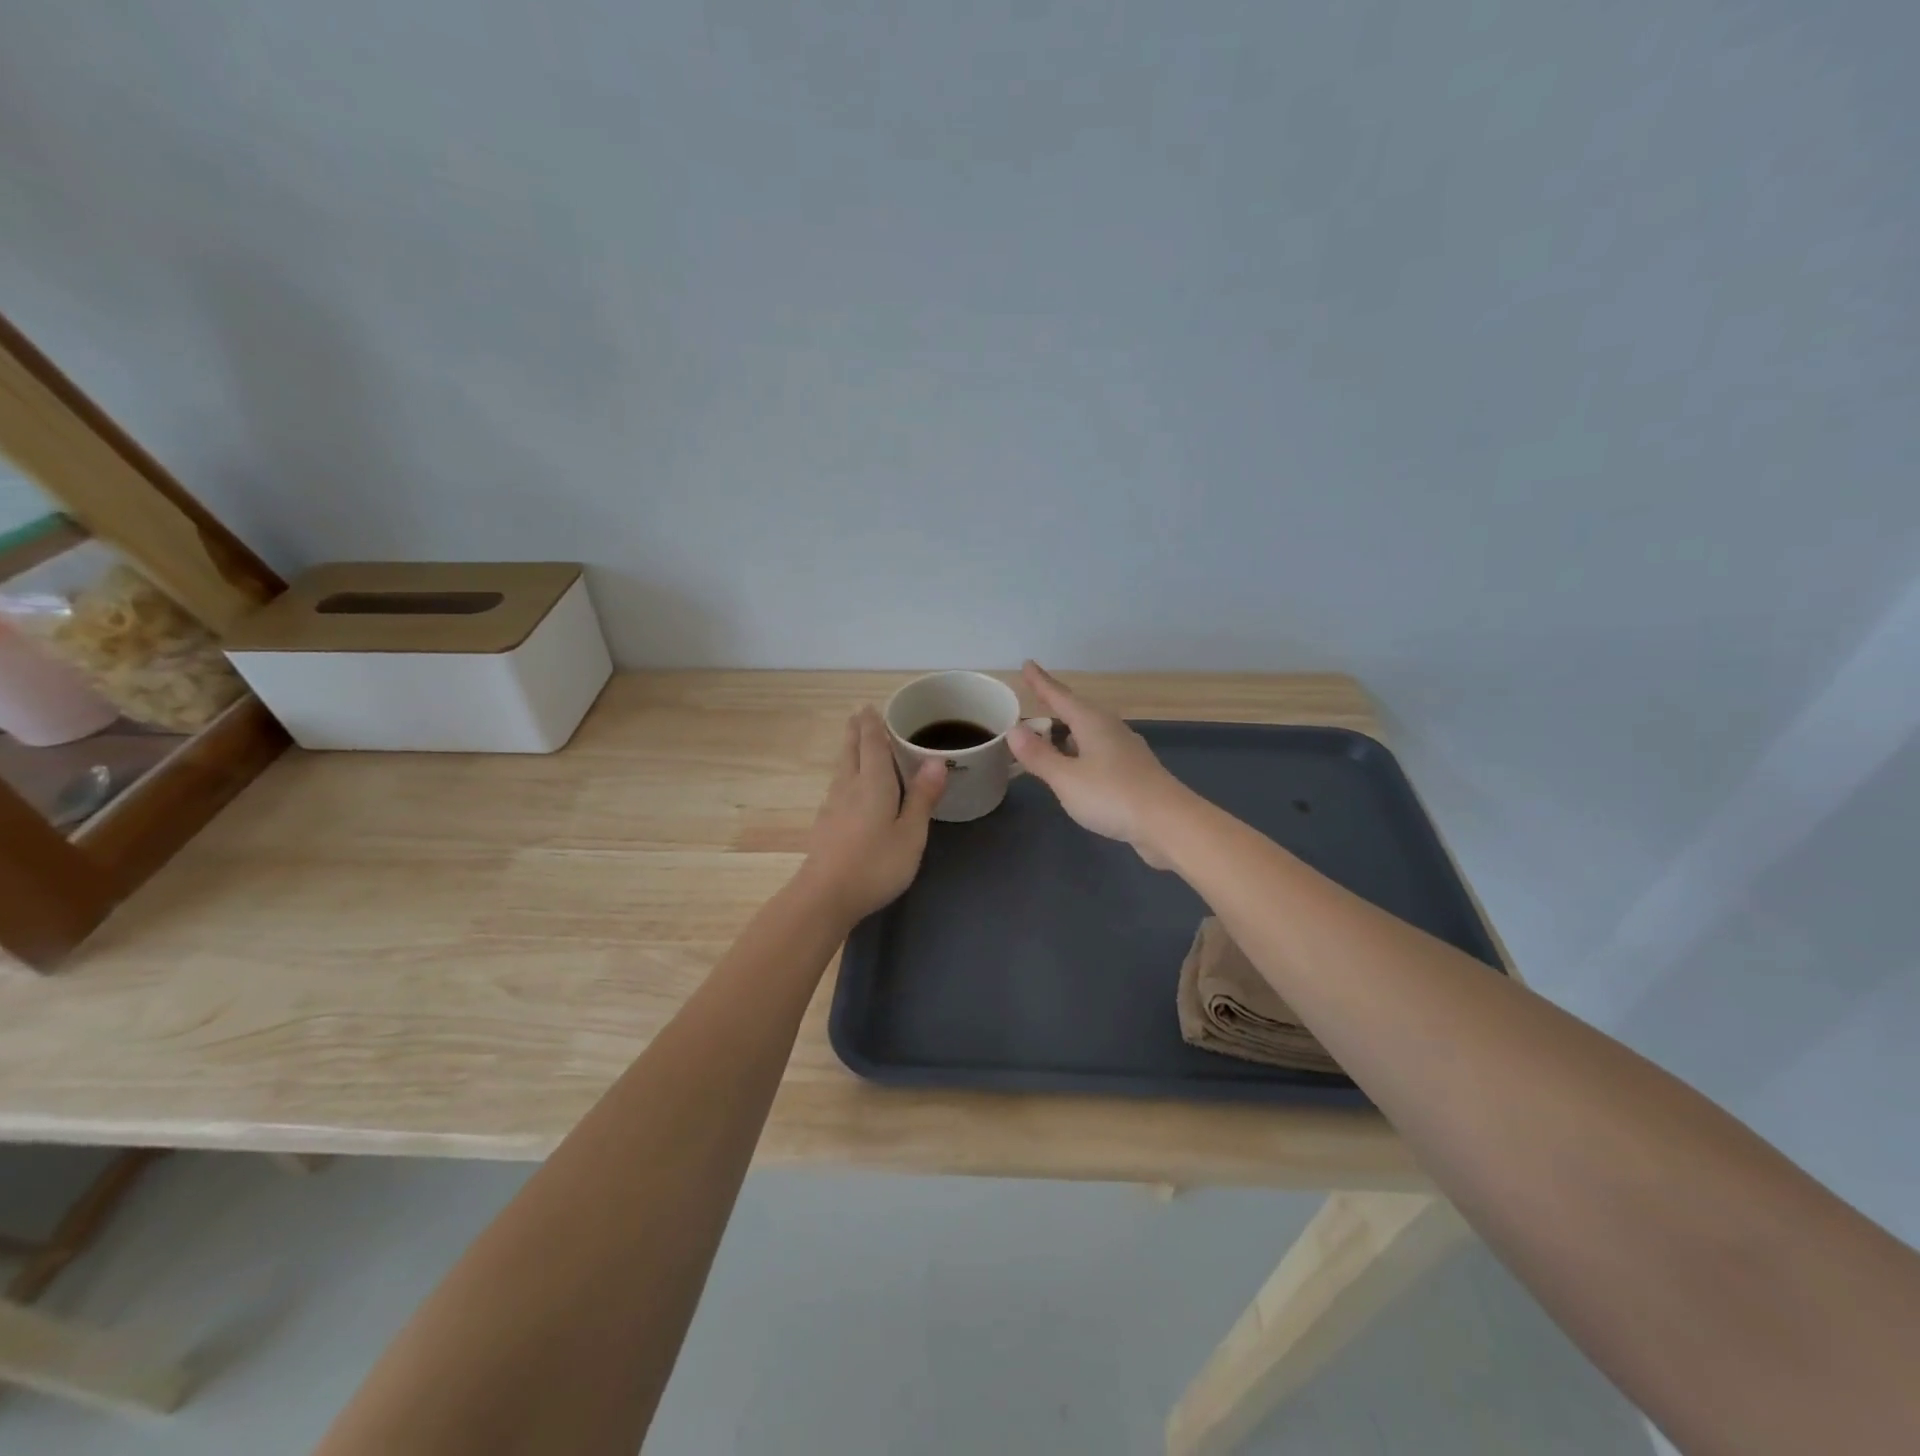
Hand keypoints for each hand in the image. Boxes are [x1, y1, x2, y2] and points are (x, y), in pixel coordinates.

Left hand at [798, 707, 946, 922]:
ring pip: (841, 769)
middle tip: (858, 715)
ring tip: (854, 744)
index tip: (870, 706)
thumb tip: (937, 761)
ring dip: (848, 751)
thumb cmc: (876, 864)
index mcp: (873, 784)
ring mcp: (832, 807)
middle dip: (855, 732)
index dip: (872, 724)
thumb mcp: (911, 833)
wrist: (825, 896)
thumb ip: (922, 797)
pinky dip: (845, 775)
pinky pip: (837, 787)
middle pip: (851, 752)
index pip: (872, 744)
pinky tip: (847, 788)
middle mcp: (849, 787)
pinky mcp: (825, 826)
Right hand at [1007, 661, 1189, 868]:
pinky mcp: (1133, 772)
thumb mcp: (1066, 777)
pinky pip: (1097, 752)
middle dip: (1054, 706)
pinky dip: (1079, 752)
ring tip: (1049, 734)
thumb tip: (1014, 729)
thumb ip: (1039, 755)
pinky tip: (1077, 765)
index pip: (1060, 696)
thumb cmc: (1112, 795)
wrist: (1169, 823)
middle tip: (1034, 699)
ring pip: (1089, 732)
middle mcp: (1110, 729)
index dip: (1041, 682)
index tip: (1027, 664)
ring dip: (1067, 731)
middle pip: (1077, 711)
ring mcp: (1125, 750)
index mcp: (1092, 723)